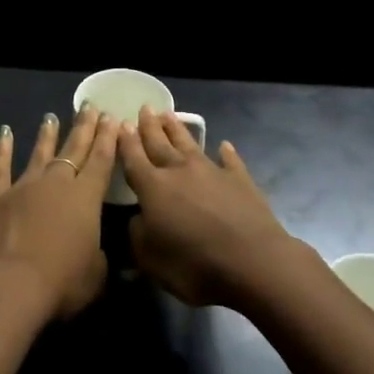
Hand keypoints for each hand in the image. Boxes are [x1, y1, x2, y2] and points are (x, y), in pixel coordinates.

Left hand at [0, 106, 119, 319]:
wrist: (10, 284)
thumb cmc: (62, 282)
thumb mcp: (96, 275)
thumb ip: (99, 257)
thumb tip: (98, 252)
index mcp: (86, 197)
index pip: (101, 160)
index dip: (108, 139)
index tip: (112, 118)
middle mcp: (57, 183)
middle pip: (74, 149)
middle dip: (84, 128)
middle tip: (91, 107)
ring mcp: (24, 186)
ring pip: (40, 153)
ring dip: (48, 135)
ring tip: (52, 116)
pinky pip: (0, 167)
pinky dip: (2, 149)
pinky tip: (5, 132)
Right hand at [118, 107, 297, 307]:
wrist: (253, 261)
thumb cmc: (194, 264)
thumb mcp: (151, 260)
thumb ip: (137, 236)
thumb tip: (136, 219)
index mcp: (153, 187)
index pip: (133, 158)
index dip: (125, 142)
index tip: (120, 123)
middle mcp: (180, 171)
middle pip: (160, 143)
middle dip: (149, 126)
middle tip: (144, 108)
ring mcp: (212, 172)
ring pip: (189, 144)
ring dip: (177, 130)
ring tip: (168, 115)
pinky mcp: (240, 180)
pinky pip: (230, 161)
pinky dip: (226, 153)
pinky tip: (224, 146)